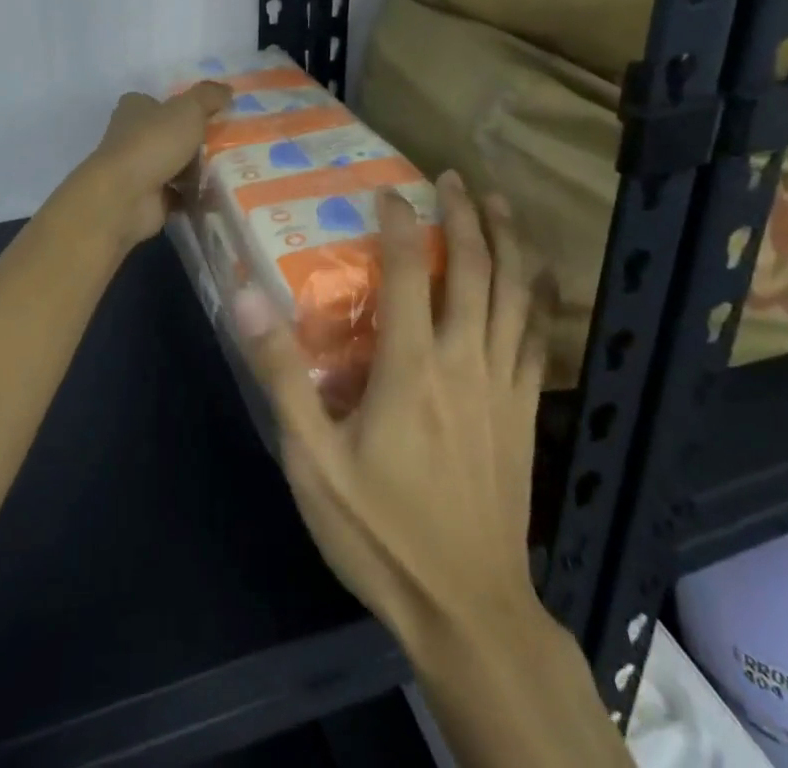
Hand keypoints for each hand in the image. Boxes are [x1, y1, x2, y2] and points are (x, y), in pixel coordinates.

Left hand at [71, 82, 230, 253]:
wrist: (126, 197)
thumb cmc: (153, 142)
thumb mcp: (188, 109)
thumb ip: (208, 96)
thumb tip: (228, 88)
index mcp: (135, 108)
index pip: (159, 102)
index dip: (184, 105)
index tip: (214, 112)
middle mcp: (133, 136)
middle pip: (171, 134)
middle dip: (197, 139)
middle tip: (233, 140)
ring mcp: (140, 169)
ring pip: (177, 164)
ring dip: (199, 168)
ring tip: (235, 166)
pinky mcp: (149, 198)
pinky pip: (181, 194)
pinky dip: (197, 195)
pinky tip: (222, 192)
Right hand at [234, 171, 556, 655]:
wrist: (468, 611)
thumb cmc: (382, 533)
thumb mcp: (312, 461)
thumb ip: (281, 376)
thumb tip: (247, 298)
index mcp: (411, 367)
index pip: (409, 272)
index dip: (399, 223)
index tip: (388, 190)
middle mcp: (464, 360)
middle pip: (474, 269)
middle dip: (464, 215)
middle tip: (452, 177)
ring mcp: (503, 384)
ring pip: (515, 293)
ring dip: (508, 241)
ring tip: (499, 202)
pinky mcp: (525, 410)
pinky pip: (538, 337)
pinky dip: (540, 296)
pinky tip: (539, 276)